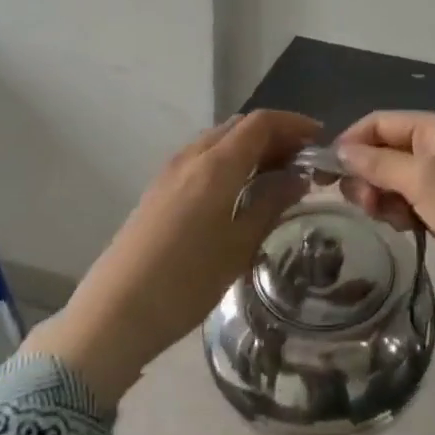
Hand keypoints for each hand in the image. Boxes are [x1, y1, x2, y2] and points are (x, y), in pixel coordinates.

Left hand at [23, 109, 320, 405]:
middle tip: (301, 161)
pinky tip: (239, 191)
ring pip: (219, 140)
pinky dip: (229, 160)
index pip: (261, 122)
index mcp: (216, 164)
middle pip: (239, 126)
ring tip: (275, 177)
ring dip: (250, 147)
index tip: (319, 140)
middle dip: (274, 135)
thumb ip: (271, 203)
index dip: (293, 124)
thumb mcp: (240, 245)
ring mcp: (170, 171)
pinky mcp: (158, 189)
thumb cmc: (186, 281)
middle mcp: (192, 156)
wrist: (115, 312)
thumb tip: (298, 177)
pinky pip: (202, 158)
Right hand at [336, 110, 434, 393]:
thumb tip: (342, 149)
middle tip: (363, 205)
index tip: (329, 175)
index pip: (379, 122)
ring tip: (387, 219)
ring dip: (381, 196)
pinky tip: (403, 228)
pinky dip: (399, 212)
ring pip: (395, 180)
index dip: (351, 142)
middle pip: (385, 150)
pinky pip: (410, 203)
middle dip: (367, 174)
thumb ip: (379, 163)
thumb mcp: (424, 181)